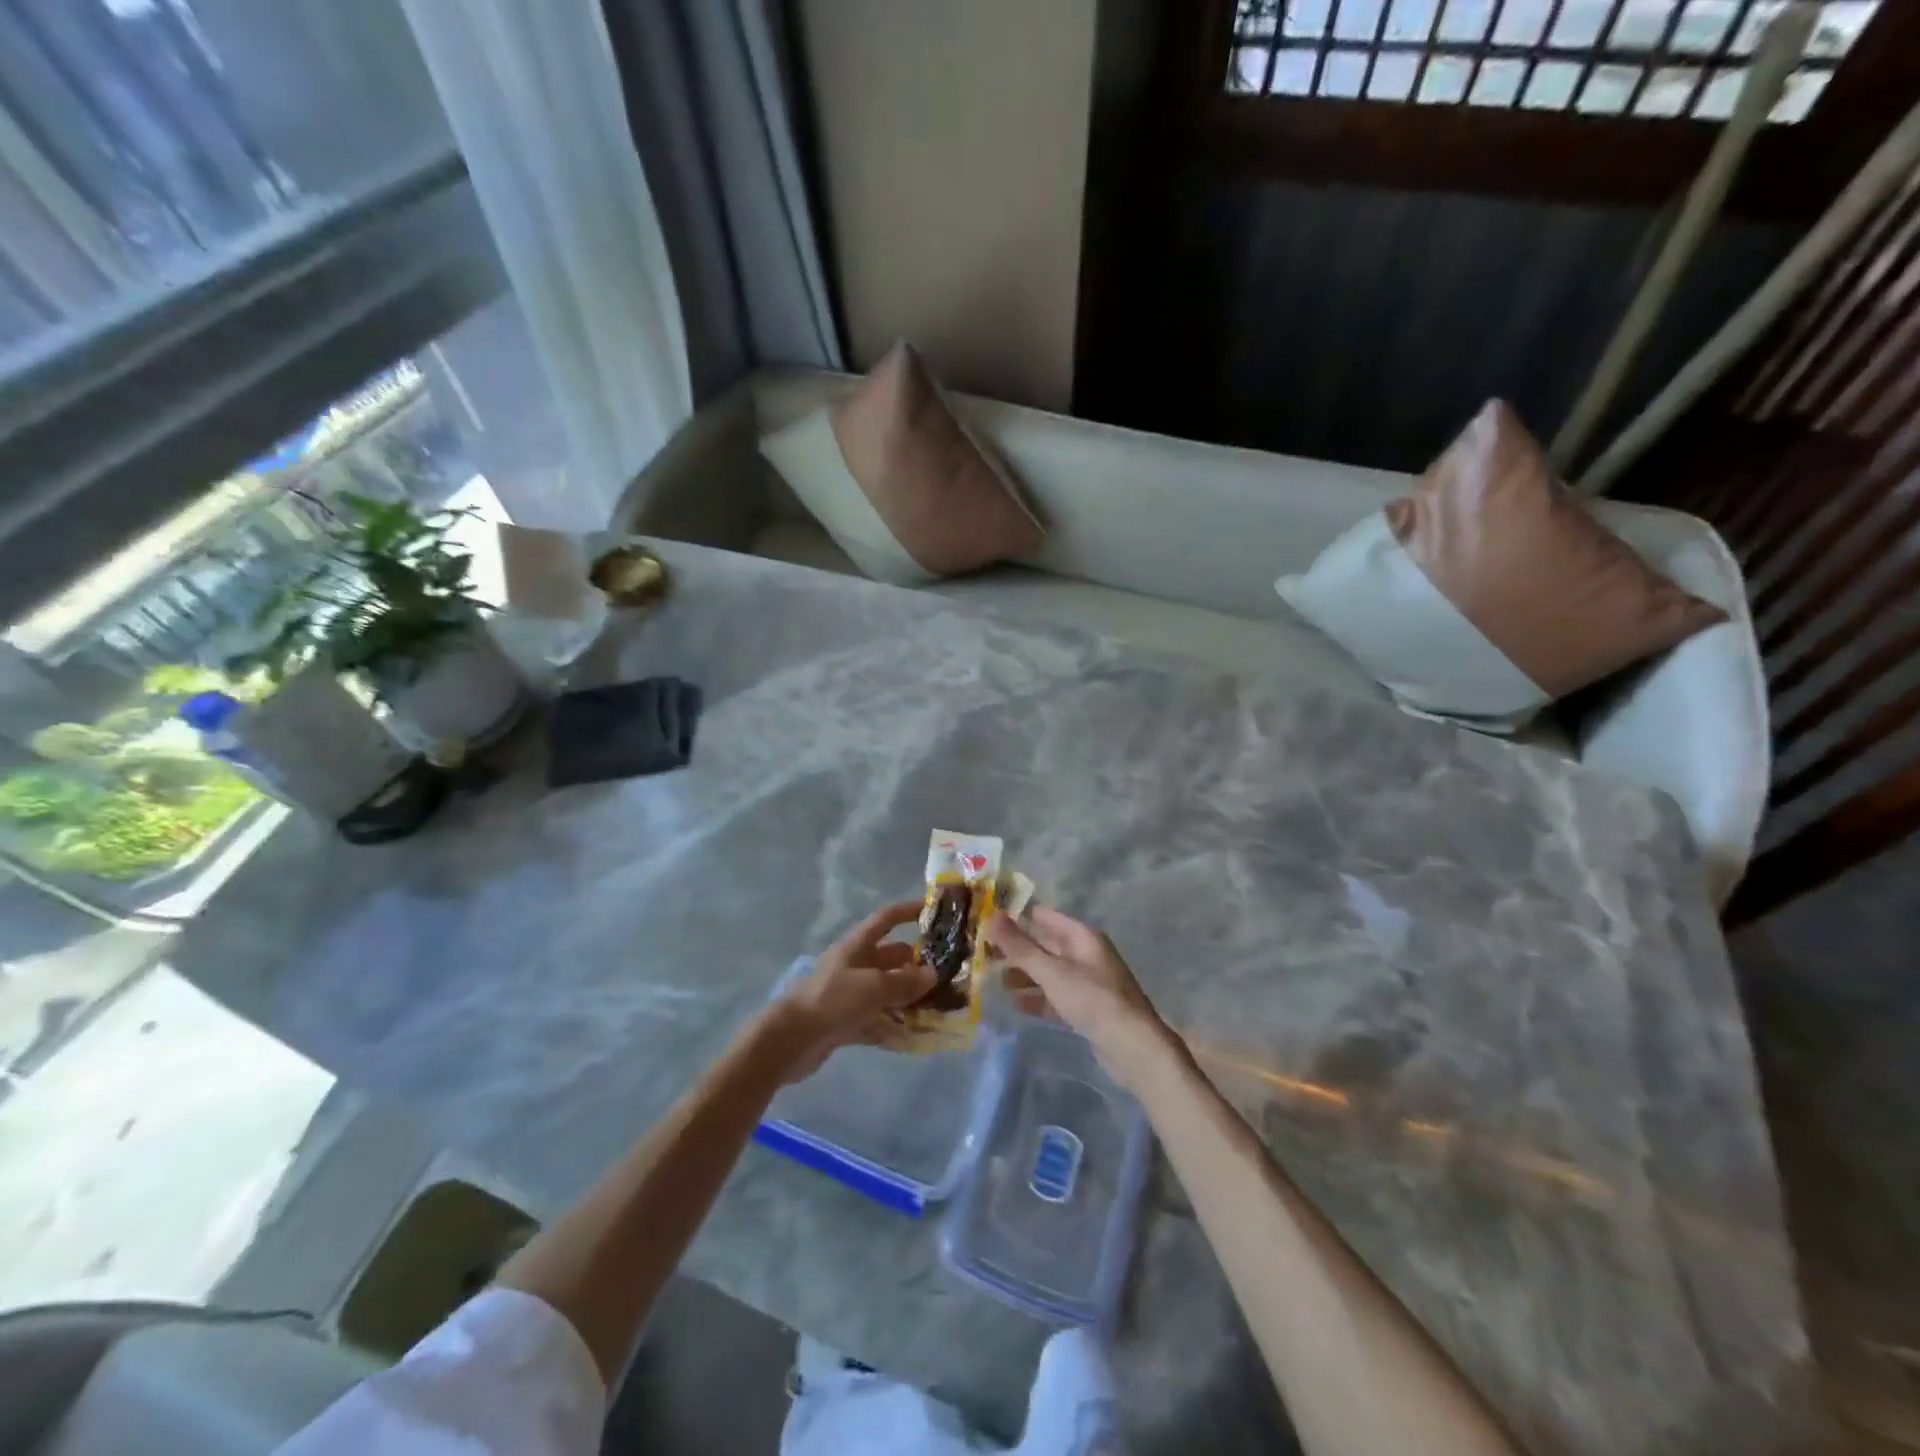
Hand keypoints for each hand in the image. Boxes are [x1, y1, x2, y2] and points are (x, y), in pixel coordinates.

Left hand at [766, 899, 934, 1081]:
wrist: (790, 1041)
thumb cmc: (832, 1001)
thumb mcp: (873, 987)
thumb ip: (905, 981)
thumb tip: (932, 974)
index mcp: (857, 946)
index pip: (886, 919)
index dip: (908, 911)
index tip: (933, 911)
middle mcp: (854, 966)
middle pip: (891, 958)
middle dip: (917, 964)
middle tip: (948, 974)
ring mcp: (850, 995)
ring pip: (887, 991)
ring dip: (910, 998)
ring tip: (940, 1007)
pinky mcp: (846, 1022)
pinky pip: (878, 1020)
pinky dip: (895, 1027)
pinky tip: (918, 1037)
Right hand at [986, 907, 1178, 1091]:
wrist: (1132, 1048)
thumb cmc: (1092, 1000)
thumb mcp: (1052, 972)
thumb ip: (1020, 947)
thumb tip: (992, 916)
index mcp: (1082, 936)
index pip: (1044, 917)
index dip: (1017, 918)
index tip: (987, 923)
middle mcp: (1086, 954)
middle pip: (1045, 944)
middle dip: (1017, 949)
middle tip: (983, 955)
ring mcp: (1088, 982)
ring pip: (1049, 971)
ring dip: (1024, 975)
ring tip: (995, 981)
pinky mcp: (1087, 1008)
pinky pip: (1056, 995)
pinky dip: (1038, 998)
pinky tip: (1017, 1005)